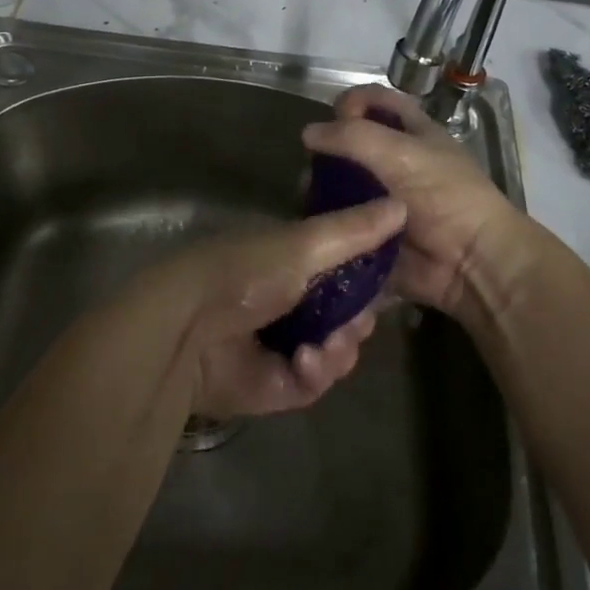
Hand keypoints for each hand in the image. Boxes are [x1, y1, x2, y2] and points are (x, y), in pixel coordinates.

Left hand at [132, 198, 404, 419]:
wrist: (188, 328)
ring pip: (336, 351)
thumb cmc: (245, 271)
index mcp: (290, 262)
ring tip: (328, 345)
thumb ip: (353, 231)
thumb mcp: (303, 244)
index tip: (384, 280)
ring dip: (340, 348)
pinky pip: (314, 382)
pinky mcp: (275, 385)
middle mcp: (289, 301)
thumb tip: (402, 204)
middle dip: (358, 319)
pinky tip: (305, 362)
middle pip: (345, 314)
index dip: (367, 278)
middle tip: (356, 321)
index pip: (343, 270)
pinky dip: (316, 371)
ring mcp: (282, 344)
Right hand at [302, 86, 536, 320]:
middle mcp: (394, 160)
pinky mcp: (371, 230)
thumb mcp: (401, 154)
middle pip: (348, 143)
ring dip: (320, 188)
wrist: (471, 264)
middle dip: (326, 151)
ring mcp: (381, 197)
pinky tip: (314, 222)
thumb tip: (307, 133)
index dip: (351, 102)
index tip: (335, 119)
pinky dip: (326, 220)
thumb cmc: (444, 196)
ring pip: (338, 183)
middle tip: (314, 166)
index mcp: (411, 132)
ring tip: (309, 199)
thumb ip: (352, 136)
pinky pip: (340, 220)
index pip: (374, 100)